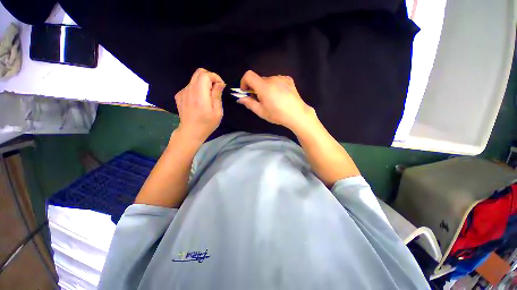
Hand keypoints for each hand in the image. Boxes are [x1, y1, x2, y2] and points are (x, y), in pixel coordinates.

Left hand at [174, 68, 225, 142]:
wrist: (190, 132)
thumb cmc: (207, 124)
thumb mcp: (217, 111)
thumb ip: (217, 95)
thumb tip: (220, 83)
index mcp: (199, 94)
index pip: (205, 75)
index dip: (215, 77)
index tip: (221, 86)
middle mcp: (189, 89)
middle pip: (199, 72)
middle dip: (210, 77)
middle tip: (216, 88)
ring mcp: (182, 92)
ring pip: (194, 79)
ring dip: (204, 84)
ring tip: (208, 97)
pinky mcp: (179, 95)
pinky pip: (190, 86)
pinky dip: (197, 89)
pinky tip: (199, 100)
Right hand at [237, 70, 316, 132]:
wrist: (297, 114)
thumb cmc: (278, 115)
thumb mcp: (261, 112)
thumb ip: (249, 103)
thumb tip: (240, 98)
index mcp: (264, 87)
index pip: (248, 75)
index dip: (244, 82)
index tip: (246, 92)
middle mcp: (272, 79)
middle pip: (258, 79)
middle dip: (255, 88)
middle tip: (259, 100)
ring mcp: (282, 78)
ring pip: (268, 80)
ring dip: (265, 87)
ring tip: (271, 99)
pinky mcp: (289, 79)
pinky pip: (277, 80)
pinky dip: (274, 86)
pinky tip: (279, 95)